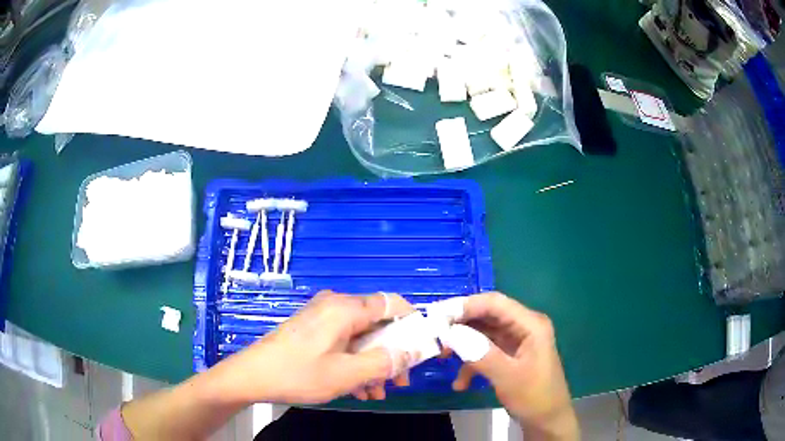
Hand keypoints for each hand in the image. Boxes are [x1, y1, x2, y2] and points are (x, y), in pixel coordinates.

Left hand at [213, 290, 415, 404]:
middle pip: (377, 324)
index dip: (411, 322)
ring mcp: (322, 318)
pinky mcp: (313, 331)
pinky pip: (343, 343)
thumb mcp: (347, 374)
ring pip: (361, 337)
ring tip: (376, 392)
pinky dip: (354, 363)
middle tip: (399, 381)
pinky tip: (357, 389)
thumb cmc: (299, 373)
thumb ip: (384, 362)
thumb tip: (413, 352)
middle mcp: (335, 306)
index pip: (392, 303)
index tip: (421, 347)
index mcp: (345, 308)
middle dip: (391, 354)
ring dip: (373, 364)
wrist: (252, 376)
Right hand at [445, 292, 578, 440]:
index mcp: (530, 324)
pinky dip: (470, 364)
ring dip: (462, 345)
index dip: (466, 305)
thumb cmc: (534, 397)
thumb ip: (481, 354)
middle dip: (460, 325)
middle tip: (435, 336)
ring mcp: (516, 341)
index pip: (495, 303)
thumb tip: (451, 333)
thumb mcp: (508, 377)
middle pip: (487, 316)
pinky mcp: (509, 355)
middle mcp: (523, 327)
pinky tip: (460, 383)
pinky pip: (484, 351)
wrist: (547, 421)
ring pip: (483, 333)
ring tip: (443, 357)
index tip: (437, 317)